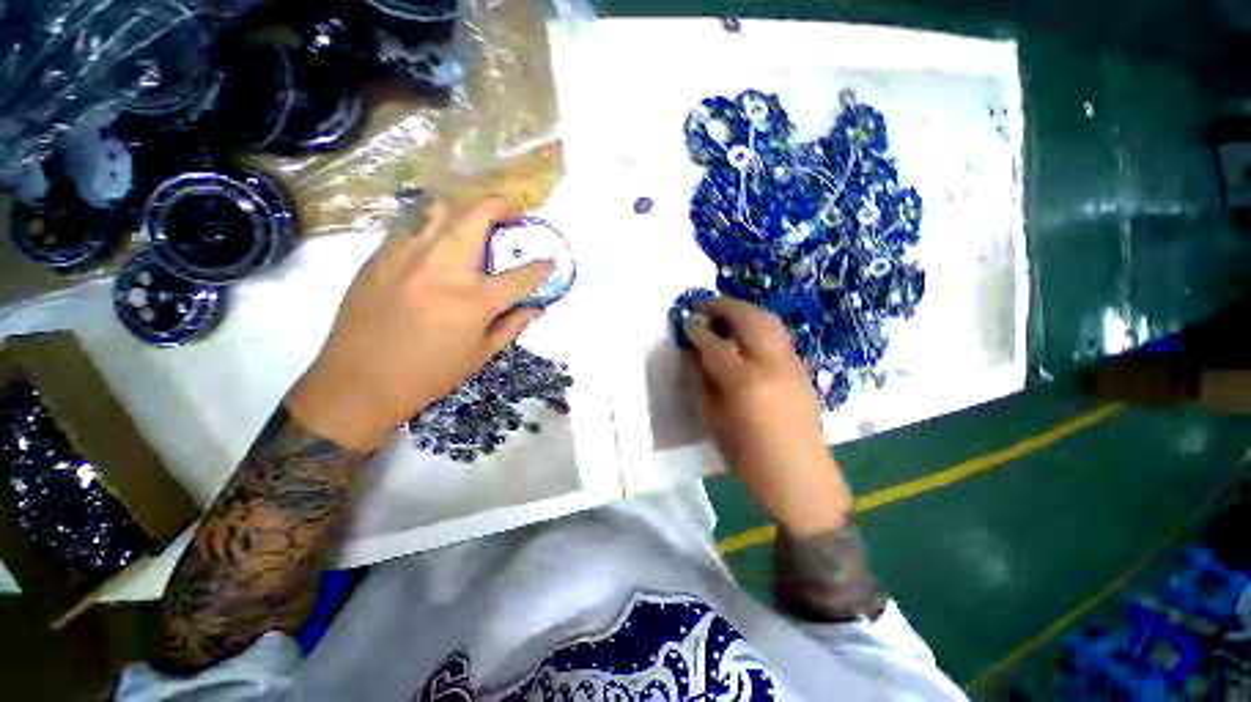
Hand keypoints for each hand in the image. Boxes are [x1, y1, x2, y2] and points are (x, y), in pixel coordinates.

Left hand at [287, 198, 551, 450]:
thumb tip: (538, 308)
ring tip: (477, 220)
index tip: (550, 261)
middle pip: (478, 216)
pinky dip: (435, 223)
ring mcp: (408, 255)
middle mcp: (444, 266)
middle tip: (514, 212)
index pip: (521, 275)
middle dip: (503, 206)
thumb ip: (513, 325)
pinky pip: (413, 224)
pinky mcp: (380, 255)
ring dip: (467, 208)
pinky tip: (439, 238)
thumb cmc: (429, 374)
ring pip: (442, 209)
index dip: (542, 267)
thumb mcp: (481, 355)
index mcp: (475, 300)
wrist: (358, 383)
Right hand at [685, 298, 851, 536]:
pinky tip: (744, 334)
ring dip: (742, 311)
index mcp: (745, 382)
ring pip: (767, 320)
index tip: (686, 321)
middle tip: (704, 307)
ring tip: (723, 315)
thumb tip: (698, 352)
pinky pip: (776, 334)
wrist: (801, 478)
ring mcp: (792, 363)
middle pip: (747, 318)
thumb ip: (705, 380)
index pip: (715, 343)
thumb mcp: (714, 420)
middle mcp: (772, 364)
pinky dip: (757, 324)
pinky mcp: (801, 368)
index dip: (697, 329)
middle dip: (723, 306)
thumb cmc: (749, 458)